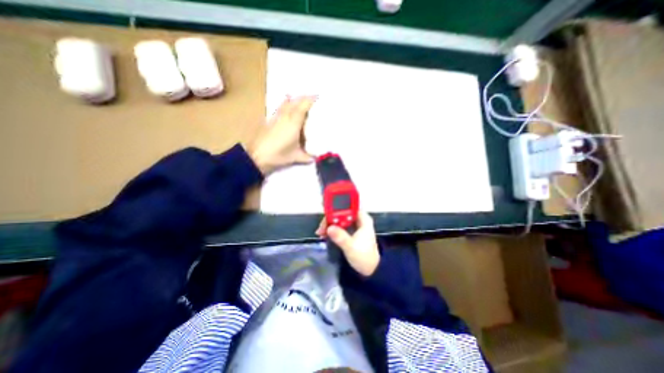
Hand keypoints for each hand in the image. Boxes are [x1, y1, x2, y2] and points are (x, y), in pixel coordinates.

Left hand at [247, 98, 315, 176]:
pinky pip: (279, 108)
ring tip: (301, 100)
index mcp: (293, 123)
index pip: (303, 106)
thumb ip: (307, 157)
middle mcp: (285, 117)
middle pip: (294, 102)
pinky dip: (285, 104)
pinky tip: (286, 104)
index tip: (318, 96)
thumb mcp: (295, 157)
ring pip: (286, 103)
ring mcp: (276, 117)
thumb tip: (315, 158)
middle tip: (312, 99)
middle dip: (303, 98)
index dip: (310, 100)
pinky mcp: (269, 121)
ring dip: (294, 100)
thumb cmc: (279, 155)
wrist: (258, 156)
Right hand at [315, 212, 378, 275]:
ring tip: (321, 233)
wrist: (370, 270)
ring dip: (330, 224)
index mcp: (363, 219)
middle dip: (331, 218)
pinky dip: (332, 229)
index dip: (338, 207)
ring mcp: (354, 226)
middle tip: (322, 227)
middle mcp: (359, 220)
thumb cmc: (364, 257)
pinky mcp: (351, 232)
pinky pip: (339, 226)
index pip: (350, 207)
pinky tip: (324, 235)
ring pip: (339, 219)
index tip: (326, 212)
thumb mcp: (351, 247)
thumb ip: (341, 237)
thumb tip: (329, 228)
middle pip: (342, 213)